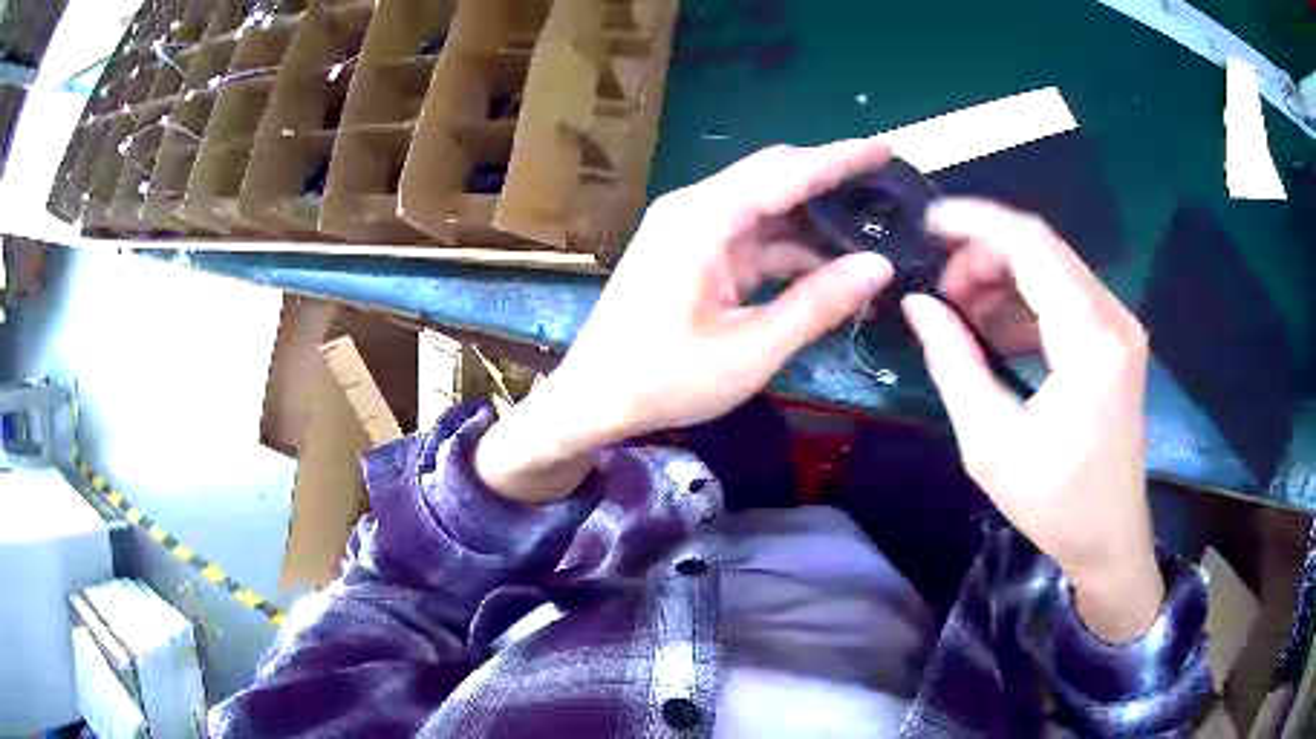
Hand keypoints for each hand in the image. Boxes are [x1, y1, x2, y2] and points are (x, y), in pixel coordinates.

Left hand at [476, 139, 894, 501]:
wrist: (593, 398)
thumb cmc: (664, 379)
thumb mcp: (750, 350)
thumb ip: (817, 304)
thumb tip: (879, 266)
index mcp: (703, 220)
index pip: (785, 173)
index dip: (840, 158)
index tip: (886, 148)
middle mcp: (695, 208)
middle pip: (774, 177)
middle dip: (831, 181)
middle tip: (886, 191)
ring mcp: (691, 228)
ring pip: (766, 207)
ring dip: (814, 220)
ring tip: (870, 233)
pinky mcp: (692, 250)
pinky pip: (751, 235)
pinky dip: (789, 247)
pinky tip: (827, 266)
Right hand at [902, 198, 1162, 642]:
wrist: (1111, 539)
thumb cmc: (1055, 504)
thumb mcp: (990, 442)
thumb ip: (953, 362)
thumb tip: (918, 303)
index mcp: (1090, 341)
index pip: (1031, 244)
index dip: (975, 222)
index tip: (926, 225)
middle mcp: (1114, 317)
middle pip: (1041, 248)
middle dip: (982, 255)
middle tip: (941, 293)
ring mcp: (1120, 326)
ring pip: (1052, 267)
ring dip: (1002, 277)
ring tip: (961, 313)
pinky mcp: (1117, 339)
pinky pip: (1066, 295)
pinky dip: (1025, 300)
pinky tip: (996, 330)